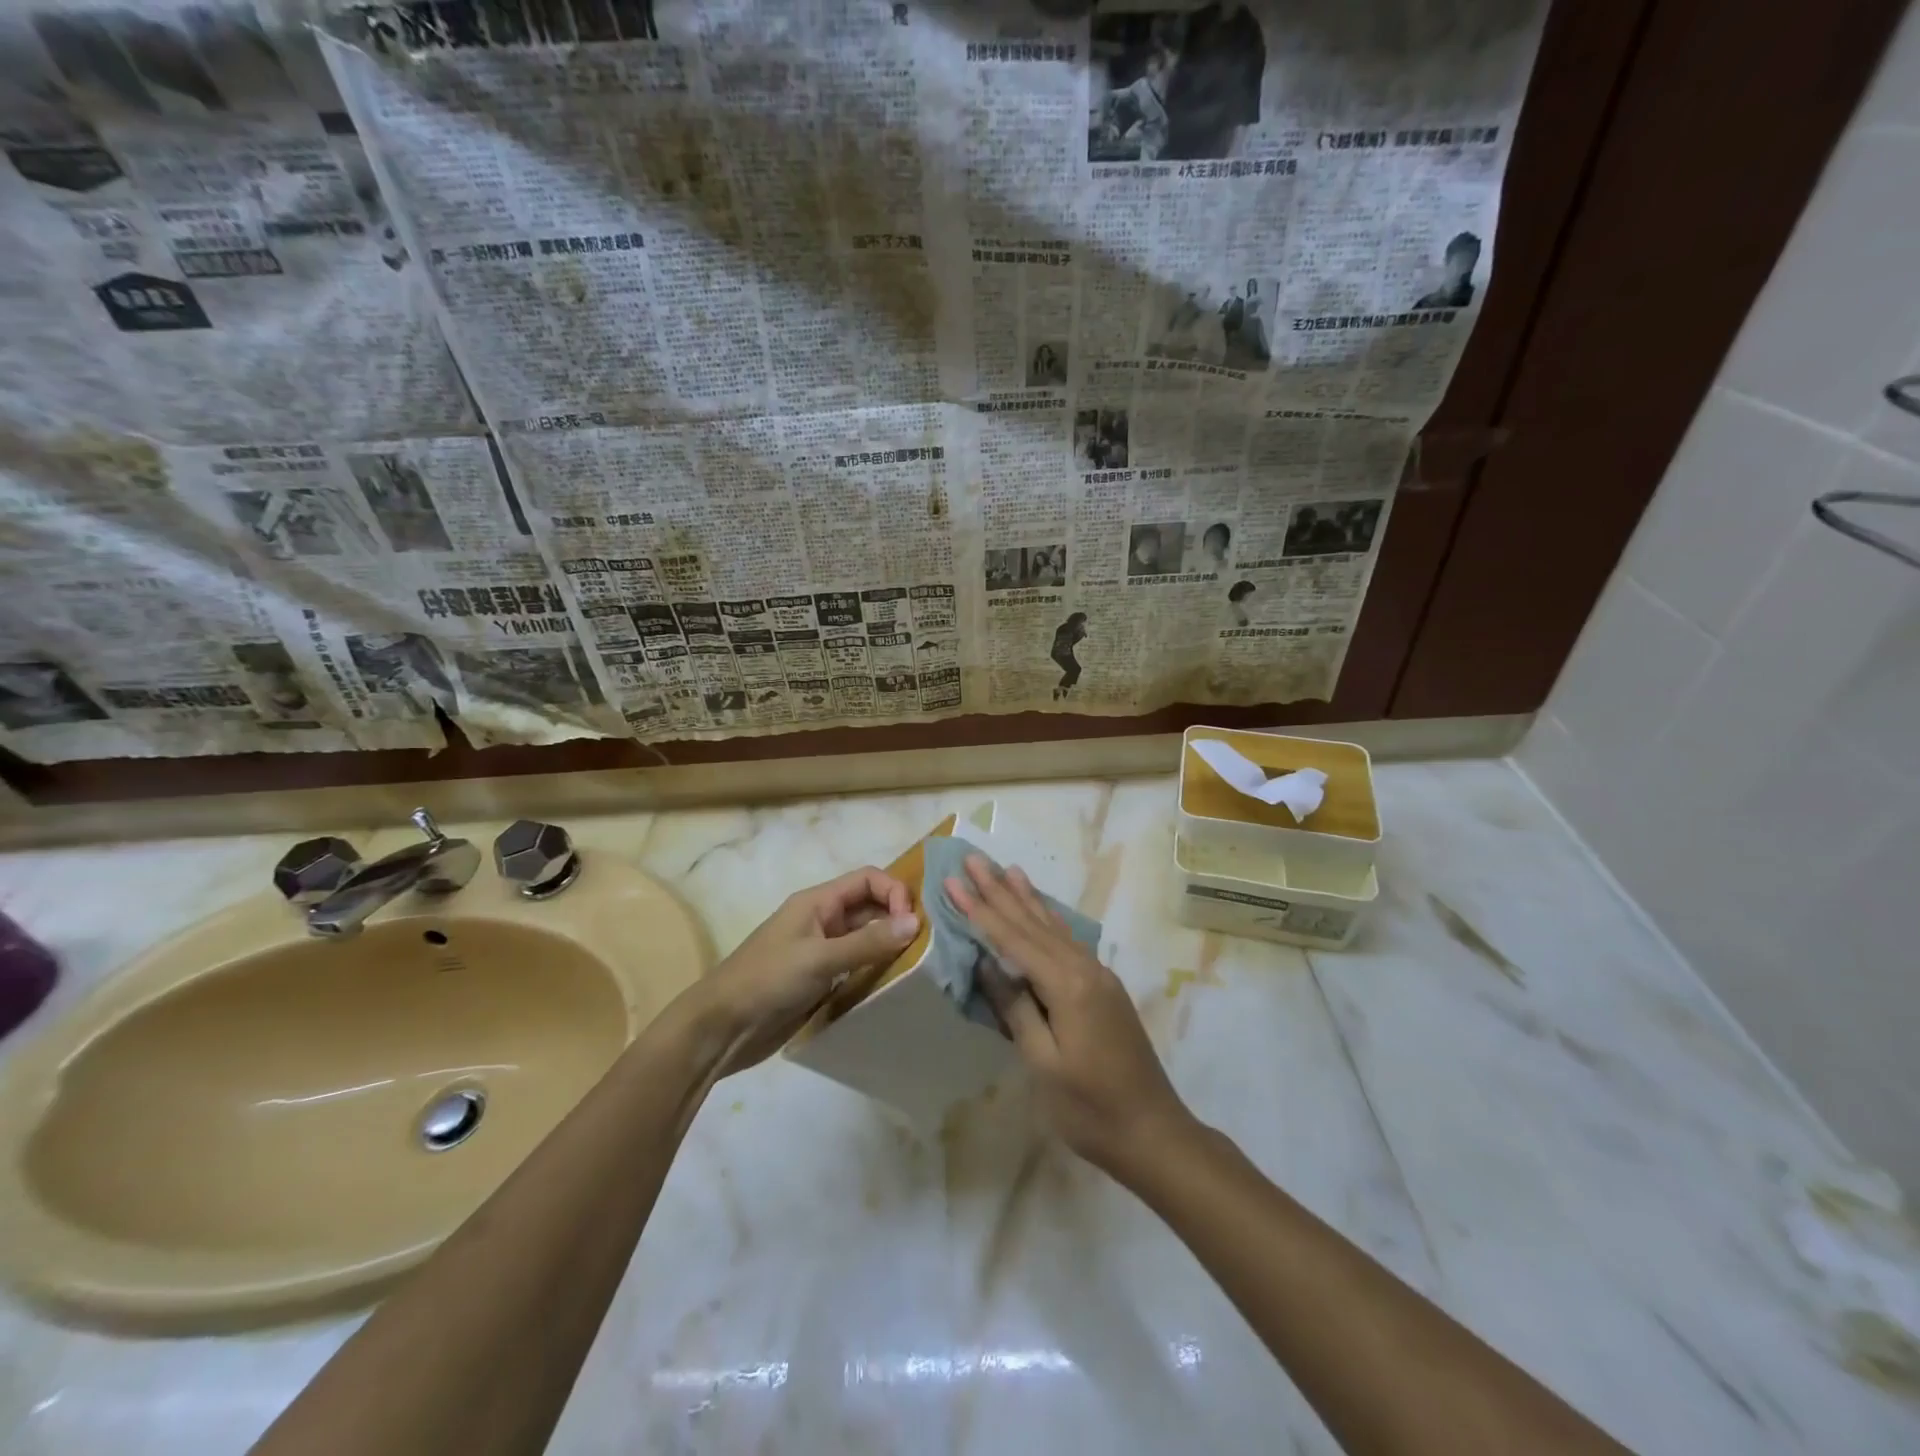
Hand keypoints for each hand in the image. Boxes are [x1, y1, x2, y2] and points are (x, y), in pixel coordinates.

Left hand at [692, 867, 918, 1073]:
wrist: (721, 1029)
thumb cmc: (767, 981)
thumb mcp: (819, 958)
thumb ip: (868, 942)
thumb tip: (915, 922)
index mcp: (817, 902)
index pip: (867, 879)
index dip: (894, 892)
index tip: (912, 923)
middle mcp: (822, 920)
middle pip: (869, 907)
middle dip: (896, 919)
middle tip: (924, 946)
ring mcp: (821, 951)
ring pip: (865, 938)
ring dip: (888, 946)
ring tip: (916, 966)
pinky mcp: (820, 980)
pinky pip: (856, 966)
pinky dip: (875, 970)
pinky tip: (892, 985)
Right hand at [946, 854, 1191, 1179]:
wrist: (1154, 1132)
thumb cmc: (1091, 1109)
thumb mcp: (1044, 1064)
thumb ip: (1016, 1009)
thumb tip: (988, 965)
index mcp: (1067, 986)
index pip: (1012, 939)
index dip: (980, 910)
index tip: (953, 881)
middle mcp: (1084, 969)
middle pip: (1033, 923)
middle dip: (999, 891)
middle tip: (973, 859)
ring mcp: (1098, 976)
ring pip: (1053, 927)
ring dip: (1026, 898)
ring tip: (1006, 870)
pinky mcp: (1104, 987)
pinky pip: (1067, 941)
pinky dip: (1048, 920)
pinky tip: (1041, 910)